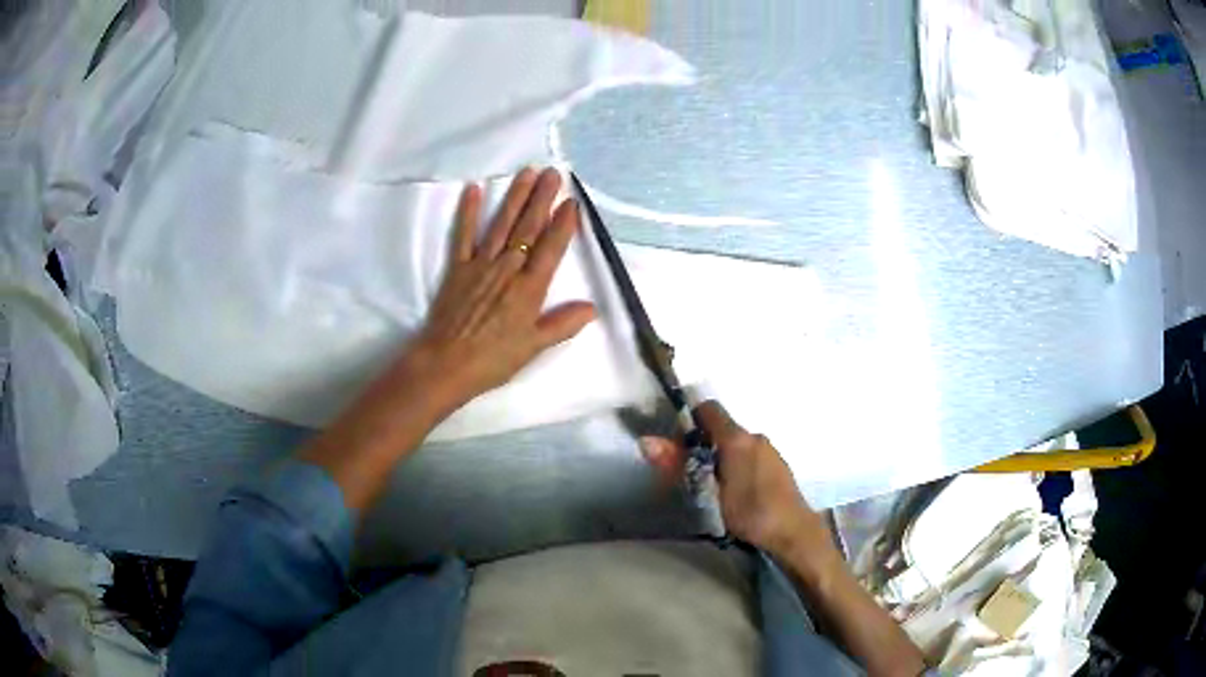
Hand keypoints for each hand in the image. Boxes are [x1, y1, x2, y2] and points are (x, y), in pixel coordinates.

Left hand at [410, 167, 596, 407]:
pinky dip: (468, 212)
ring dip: (515, 197)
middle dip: (542, 199)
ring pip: (501, 225)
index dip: (563, 224)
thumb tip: (592, 308)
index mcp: (529, 288)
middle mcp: (507, 269)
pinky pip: (463, 235)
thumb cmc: (493, 360)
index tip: (572, 202)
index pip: (551, 248)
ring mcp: (480, 265)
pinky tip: (473, 190)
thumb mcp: (533, 347)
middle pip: (528, 228)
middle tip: (553, 173)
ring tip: (527, 173)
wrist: (446, 364)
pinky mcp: (457, 268)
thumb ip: (563, 324)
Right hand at [640, 401, 827, 556]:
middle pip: (722, 428)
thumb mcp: (708, 492)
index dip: (689, 420)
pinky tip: (737, 491)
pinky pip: (750, 454)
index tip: (678, 444)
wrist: (793, 532)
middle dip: (703, 444)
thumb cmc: (750, 511)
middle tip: (691, 472)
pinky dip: (738, 464)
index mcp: (736, 437)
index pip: (708, 409)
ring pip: (737, 443)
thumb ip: (678, 465)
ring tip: (713, 486)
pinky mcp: (778, 464)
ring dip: (721, 456)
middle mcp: (754, 435)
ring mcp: (770, 449)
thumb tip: (646, 441)